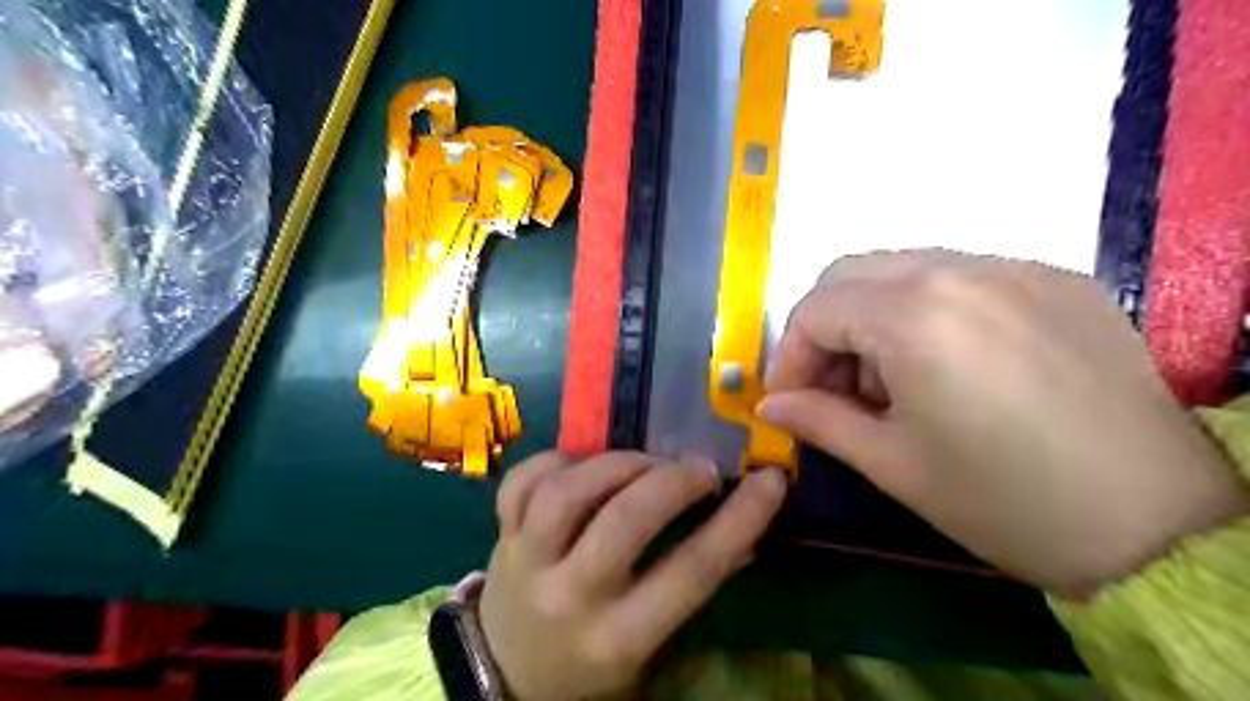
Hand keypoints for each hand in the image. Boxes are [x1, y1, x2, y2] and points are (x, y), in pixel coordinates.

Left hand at [479, 452, 778, 698]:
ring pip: (568, 492)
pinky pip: (521, 482)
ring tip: (645, 462)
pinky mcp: (499, 536)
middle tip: (700, 468)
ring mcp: (525, 562)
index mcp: (619, 638)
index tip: (769, 481)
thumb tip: (747, 527)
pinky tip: (583, 464)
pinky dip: (556, 459)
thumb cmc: (592, 663)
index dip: (738, 520)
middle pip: (624, 522)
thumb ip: (694, 586)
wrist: (506, 674)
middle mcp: (570, 597)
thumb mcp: (649, 644)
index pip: (690, 572)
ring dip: (618, 463)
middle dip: (673, 481)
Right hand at [757, 253, 1242, 596]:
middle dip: (827, 327)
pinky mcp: (1056, 281)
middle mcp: (961, 270)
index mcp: (915, 316)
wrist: (1161, 526)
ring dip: (874, 317)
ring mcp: (1016, 267)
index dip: (790, 358)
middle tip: (836, 387)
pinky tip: (949, 366)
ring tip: (893, 382)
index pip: (814, 310)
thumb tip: (769, 408)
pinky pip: (961, 277)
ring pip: (903, 268)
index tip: (792, 402)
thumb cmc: (1004, 501)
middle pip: (851, 272)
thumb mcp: (892, 464)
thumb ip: (818, 421)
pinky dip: (927, 311)